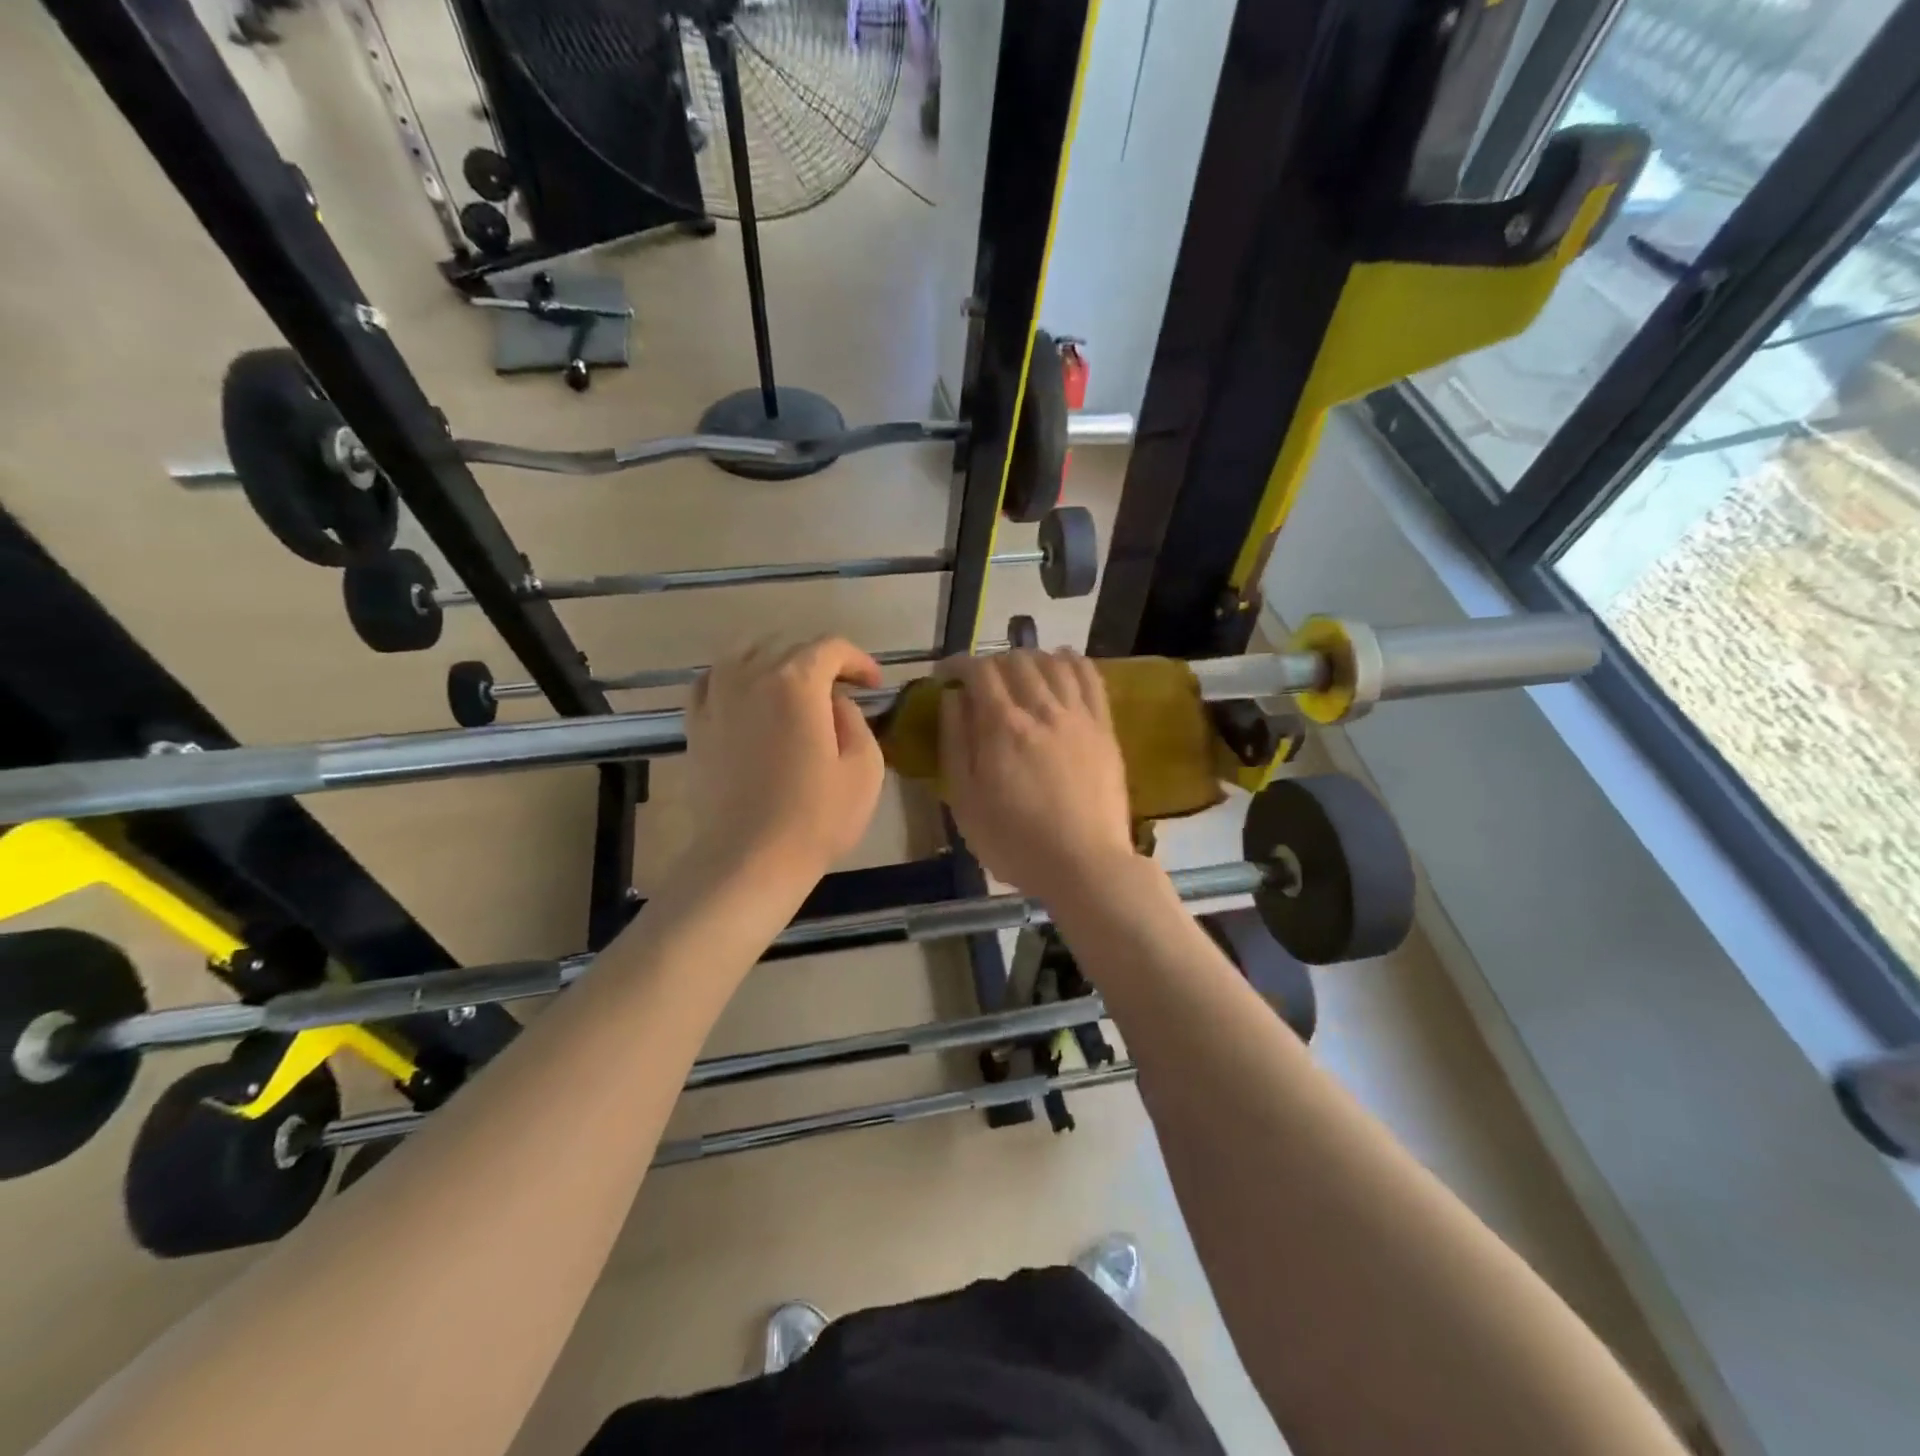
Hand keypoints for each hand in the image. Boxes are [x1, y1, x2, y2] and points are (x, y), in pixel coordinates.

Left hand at [683, 637, 885, 893]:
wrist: (751, 858)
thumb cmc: (817, 816)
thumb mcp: (865, 766)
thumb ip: (854, 719)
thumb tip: (834, 703)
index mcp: (797, 682)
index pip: (831, 648)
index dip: (859, 660)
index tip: (874, 686)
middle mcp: (751, 676)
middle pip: (789, 646)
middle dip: (821, 661)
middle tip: (842, 690)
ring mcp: (717, 698)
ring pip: (744, 653)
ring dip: (775, 660)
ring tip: (792, 686)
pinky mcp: (695, 724)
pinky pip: (711, 680)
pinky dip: (733, 677)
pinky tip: (745, 695)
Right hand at [938, 649, 1136, 904]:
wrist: (1085, 864)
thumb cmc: (1015, 842)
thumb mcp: (966, 801)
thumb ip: (956, 744)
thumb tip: (952, 698)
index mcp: (1002, 727)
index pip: (979, 671)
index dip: (958, 663)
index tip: (945, 674)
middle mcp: (1041, 709)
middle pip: (1016, 661)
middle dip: (992, 662)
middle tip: (980, 681)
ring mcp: (1078, 716)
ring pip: (1053, 663)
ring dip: (1029, 657)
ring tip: (1018, 671)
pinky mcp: (1104, 728)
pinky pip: (1090, 678)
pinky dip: (1072, 661)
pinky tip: (1062, 662)